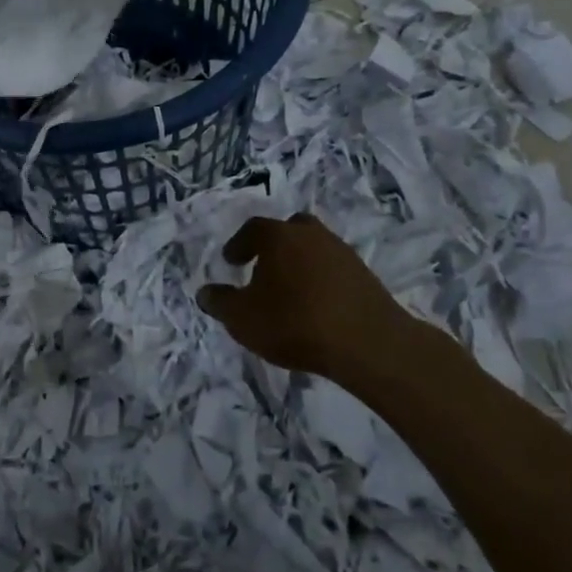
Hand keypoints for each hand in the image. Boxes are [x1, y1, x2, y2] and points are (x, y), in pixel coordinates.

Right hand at [197, 214, 418, 377]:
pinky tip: (316, 303)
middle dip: (274, 245)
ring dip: (299, 262)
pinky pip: (333, 268)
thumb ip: (220, 303)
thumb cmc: (294, 323)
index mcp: (278, 236)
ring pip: (313, 247)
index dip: (239, 244)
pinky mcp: (363, 273)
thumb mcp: (243, 319)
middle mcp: (310, 234)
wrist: (366, 342)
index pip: (252, 229)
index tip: (231, 261)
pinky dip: (321, 279)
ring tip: (290, 290)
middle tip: (263, 267)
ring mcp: (341, 251)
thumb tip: (205, 292)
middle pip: (288, 230)